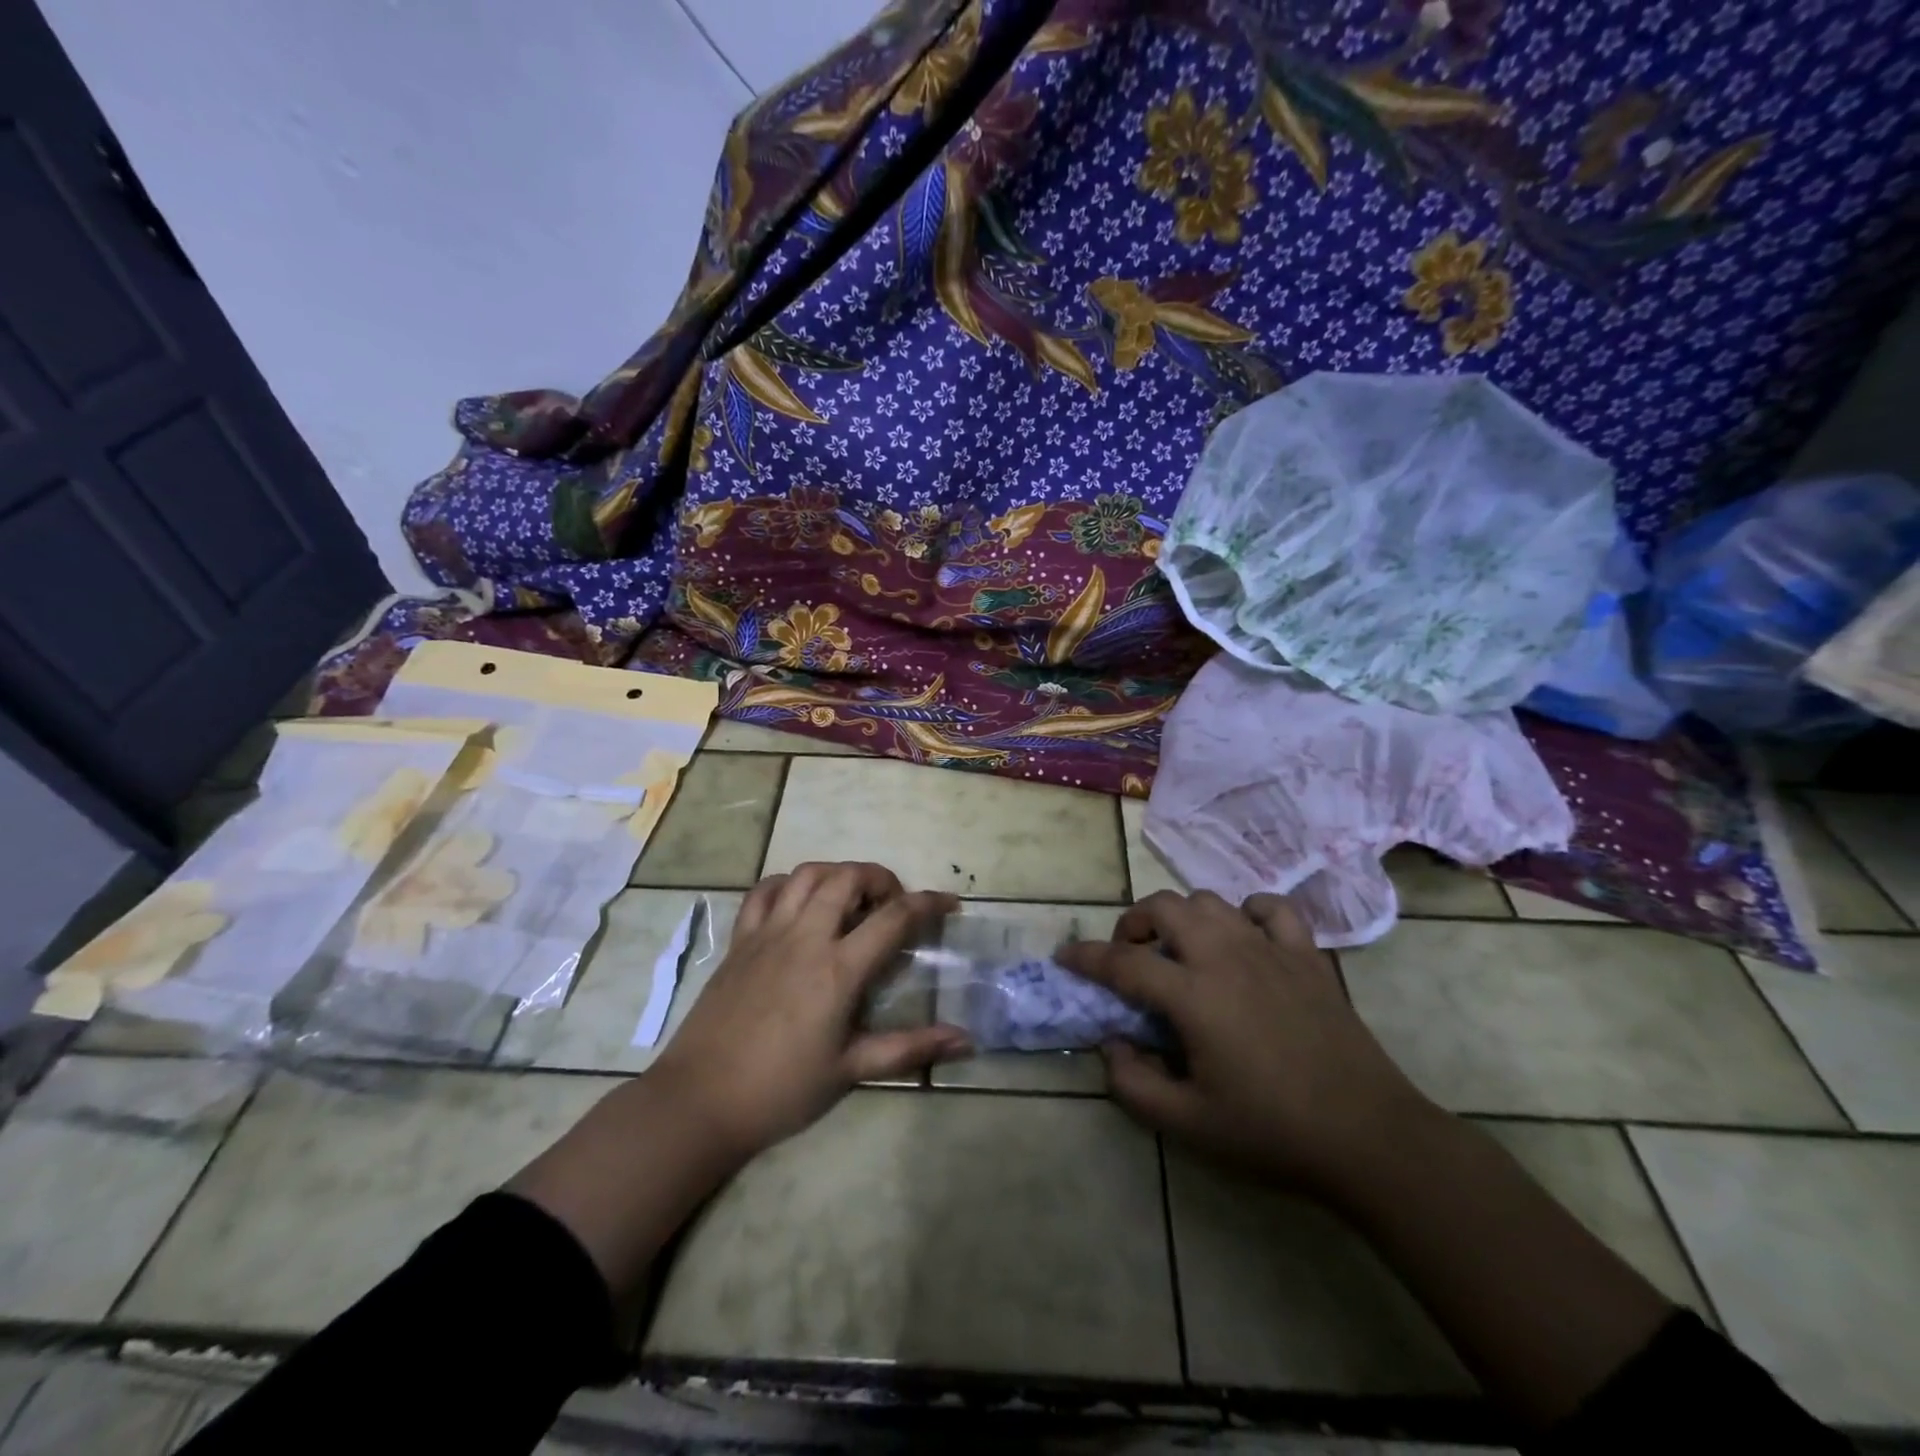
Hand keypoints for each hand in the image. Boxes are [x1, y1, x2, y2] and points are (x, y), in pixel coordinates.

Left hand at [649, 862, 968, 1161]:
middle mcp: (805, 937)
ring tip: (851, 898)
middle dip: (880, 878)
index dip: (929, 903)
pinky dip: (788, 883)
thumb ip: (910, 1048)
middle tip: (893, 904)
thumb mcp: (851, 1070)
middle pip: (848, 877)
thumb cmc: (781, 1090)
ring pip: (807, 874)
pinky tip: (799, 901)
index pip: (894, 917)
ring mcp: (767, 933)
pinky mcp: (740, 940)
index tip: (949, 904)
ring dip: (838, 873)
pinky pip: (764, 891)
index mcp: (838, 969)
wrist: (700, 1101)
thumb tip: (966, 1040)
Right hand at [1056, 890, 1433, 1199]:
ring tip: (1180, 949)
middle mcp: (1225, 956)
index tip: (1065, 957)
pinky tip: (1243, 939)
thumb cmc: (1271, 1132)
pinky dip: (1247, 913)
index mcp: (1192, 995)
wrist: (1369, 1137)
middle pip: (1164, 907)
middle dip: (1134, 923)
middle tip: (1130, 956)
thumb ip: (1132, 1083)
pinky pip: (1271, 909)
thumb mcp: (1188, 1124)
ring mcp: (1269, 949)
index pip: (1122, 962)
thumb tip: (1111, 1044)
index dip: (1086, 957)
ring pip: (1210, 901)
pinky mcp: (1307, 956)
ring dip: (1183, 916)